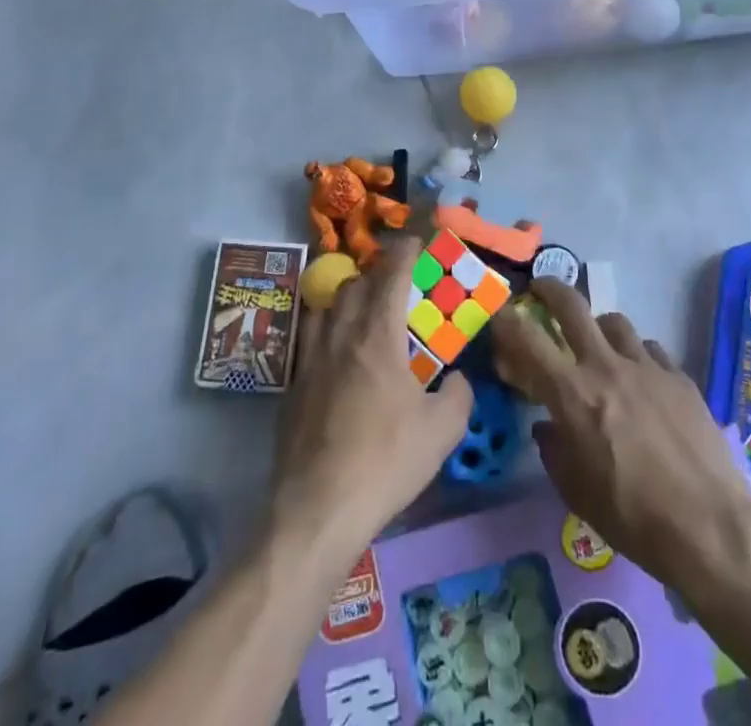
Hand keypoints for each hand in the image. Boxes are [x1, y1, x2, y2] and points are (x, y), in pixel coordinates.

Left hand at [269, 240, 473, 557]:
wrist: (317, 509)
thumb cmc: (386, 462)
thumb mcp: (443, 431)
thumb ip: (459, 394)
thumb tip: (457, 378)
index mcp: (378, 335)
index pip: (391, 274)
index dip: (405, 251)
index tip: (415, 241)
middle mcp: (341, 335)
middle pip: (354, 284)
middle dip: (376, 274)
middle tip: (395, 285)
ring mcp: (310, 360)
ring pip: (325, 307)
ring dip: (346, 299)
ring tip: (362, 314)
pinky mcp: (291, 388)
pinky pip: (308, 340)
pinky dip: (326, 332)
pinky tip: (336, 358)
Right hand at [490, 280, 750, 585]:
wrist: (710, 526)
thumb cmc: (633, 518)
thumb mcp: (576, 493)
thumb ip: (554, 450)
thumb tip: (546, 425)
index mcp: (573, 394)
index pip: (528, 340)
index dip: (507, 321)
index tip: (499, 313)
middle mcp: (606, 366)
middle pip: (572, 306)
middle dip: (551, 289)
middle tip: (541, 290)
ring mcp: (647, 366)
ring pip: (614, 322)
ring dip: (598, 328)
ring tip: (599, 346)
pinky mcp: (679, 376)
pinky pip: (649, 349)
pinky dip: (636, 355)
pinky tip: (642, 380)